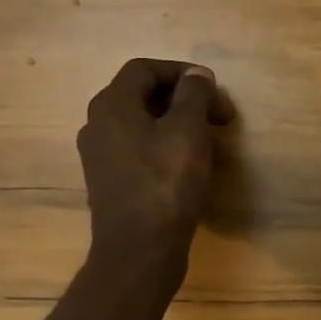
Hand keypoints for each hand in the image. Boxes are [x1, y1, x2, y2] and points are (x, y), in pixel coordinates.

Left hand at [77, 58, 231, 269]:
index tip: (214, 89)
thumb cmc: (165, 184)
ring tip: (217, 146)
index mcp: (111, 105)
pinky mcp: (113, 183)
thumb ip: (193, 94)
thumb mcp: (187, 131)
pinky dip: (171, 151)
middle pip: (145, 97)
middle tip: (222, 118)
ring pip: (147, 127)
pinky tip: (197, 169)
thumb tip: (195, 74)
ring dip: (183, 128)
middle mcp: (99, 126)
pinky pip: (143, 153)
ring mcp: (103, 157)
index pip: (145, 69)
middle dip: (187, 102)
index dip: (183, 72)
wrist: (139, 251)